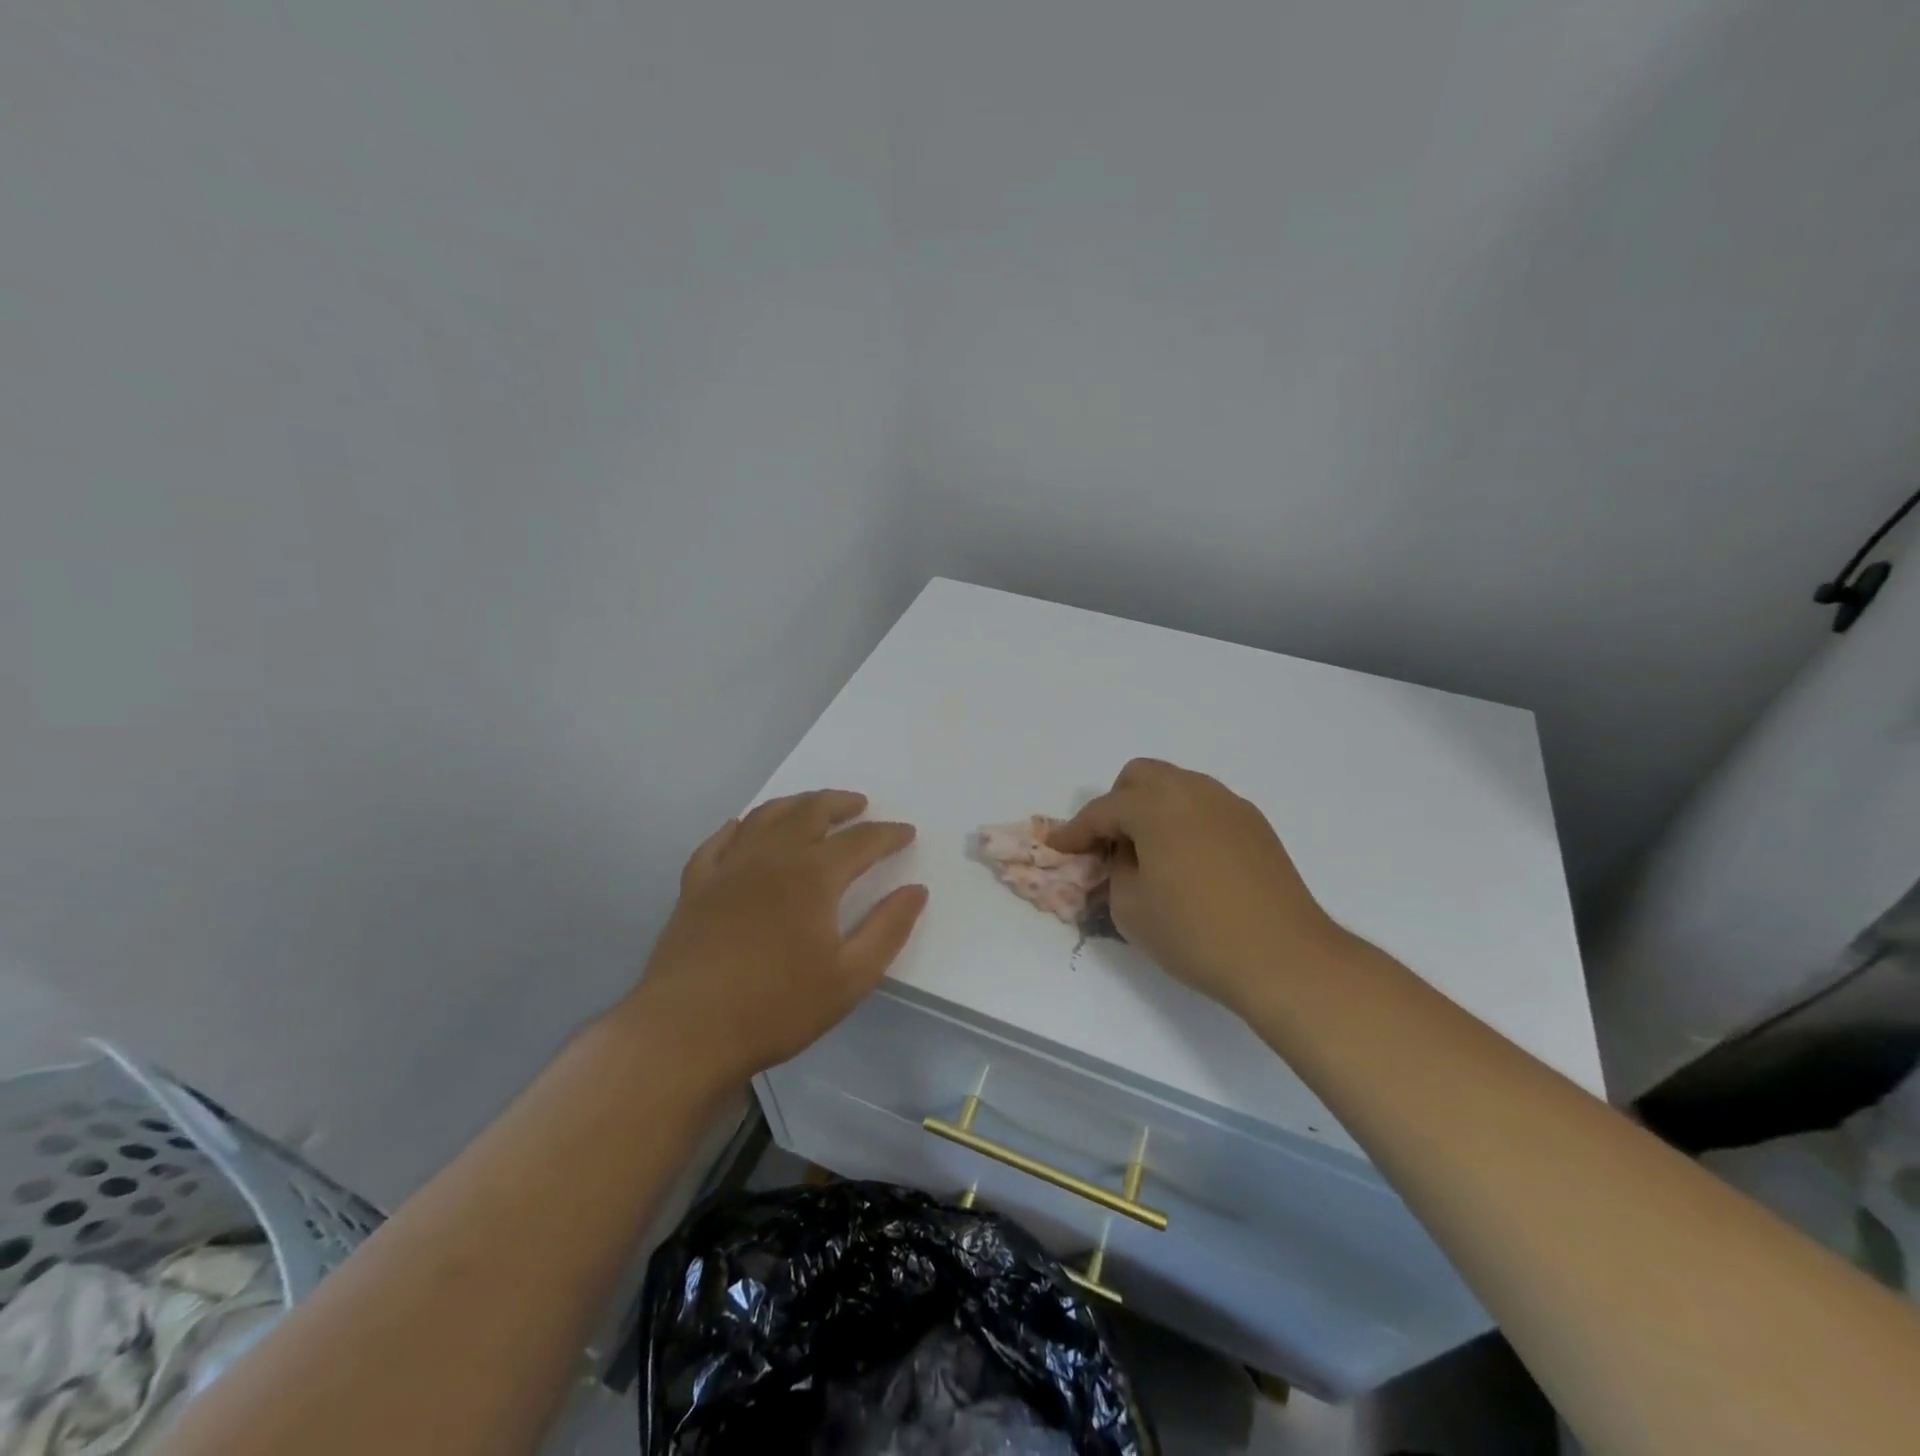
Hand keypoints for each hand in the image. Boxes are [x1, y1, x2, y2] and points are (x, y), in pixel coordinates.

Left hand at [622, 790, 926, 1084]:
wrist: (686, 1031)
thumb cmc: (776, 1007)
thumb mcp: (849, 978)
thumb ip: (888, 929)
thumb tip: (916, 890)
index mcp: (813, 876)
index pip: (861, 841)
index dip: (888, 834)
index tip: (906, 833)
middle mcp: (772, 857)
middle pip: (811, 811)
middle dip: (841, 803)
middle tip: (860, 804)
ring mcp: (729, 867)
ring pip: (766, 817)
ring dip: (796, 804)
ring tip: (812, 806)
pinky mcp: (696, 885)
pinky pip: (719, 842)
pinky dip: (738, 827)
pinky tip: (743, 828)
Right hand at [1051, 759, 1346, 1016]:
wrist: (1284, 958)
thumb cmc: (1195, 934)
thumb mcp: (1130, 908)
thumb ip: (1115, 870)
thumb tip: (1125, 856)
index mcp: (1156, 806)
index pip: (1102, 810)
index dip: (1075, 831)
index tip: (1058, 847)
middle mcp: (1193, 791)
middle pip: (1141, 777)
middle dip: (1116, 804)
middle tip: (1108, 844)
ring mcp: (1229, 805)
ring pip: (1177, 786)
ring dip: (1152, 809)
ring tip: (1148, 852)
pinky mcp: (1255, 825)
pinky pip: (1205, 806)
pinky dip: (1184, 821)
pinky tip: (1187, 860)